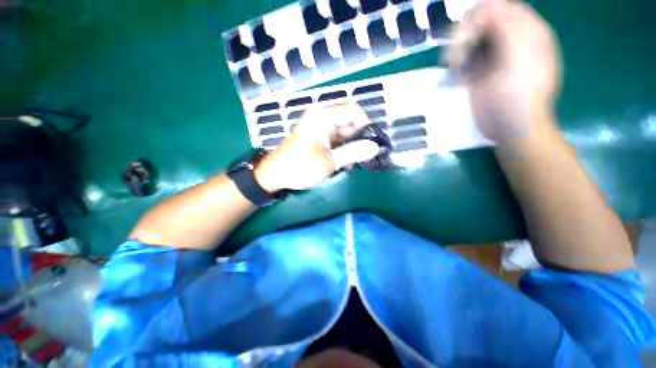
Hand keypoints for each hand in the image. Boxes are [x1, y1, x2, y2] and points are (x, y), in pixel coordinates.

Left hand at [254, 104, 379, 191]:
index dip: (366, 126)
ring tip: (355, 162)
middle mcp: (322, 118)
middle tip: (365, 156)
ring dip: (351, 146)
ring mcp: (319, 128)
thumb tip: (375, 147)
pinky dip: (342, 149)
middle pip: (350, 121)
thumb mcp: (330, 162)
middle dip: (359, 138)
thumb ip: (353, 152)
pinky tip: (344, 163)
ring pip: (344, 132)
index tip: (372, 144)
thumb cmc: (301, 167)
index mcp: (323, 117)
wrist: (275, 175)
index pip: (354, 111)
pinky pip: (336, 139)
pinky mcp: (317, 138)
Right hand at [447, 0, 561, 142]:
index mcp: (527, 31)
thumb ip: (508, 28)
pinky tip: (459, 76)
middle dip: (465, 34)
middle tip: (458, 56)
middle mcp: (510, 39)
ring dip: (458, 50)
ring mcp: (493, 55)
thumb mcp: (520, 58)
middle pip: (481, 19)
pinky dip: (456, 63)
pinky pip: (463, 57)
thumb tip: (486, 8)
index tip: (468, 37)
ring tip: (456, 68)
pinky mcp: (479, 71)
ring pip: (469, 37)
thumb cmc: (520, 96)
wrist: (510, 128)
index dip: (480, 16)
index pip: (499, 6)